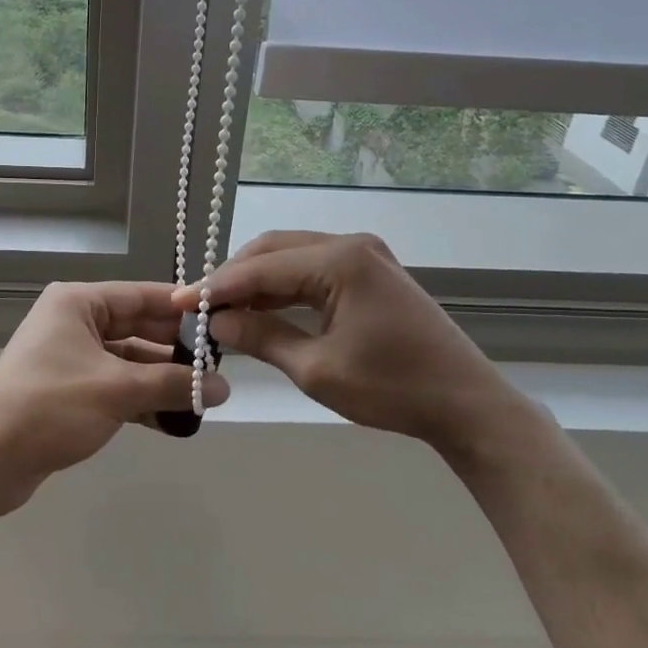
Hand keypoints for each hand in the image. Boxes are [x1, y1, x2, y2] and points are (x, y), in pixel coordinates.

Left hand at [0, 281, 229, 507]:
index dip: (182, 308)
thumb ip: (173, 385)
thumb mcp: (117, 390)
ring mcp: (70, 358)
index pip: (142, 295)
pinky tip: (174, 419)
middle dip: (175, 351)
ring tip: (204, 398)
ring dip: (161, 380)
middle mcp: (74, 322)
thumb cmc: (50, 406)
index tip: (221, 321)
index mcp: (78, 303)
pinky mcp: (69, 391)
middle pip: (137, 328)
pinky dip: (141, 400)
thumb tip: (224, 387)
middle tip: (218, 367)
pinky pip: (115, 387)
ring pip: (129, 361)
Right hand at [178, 231, 535, 452]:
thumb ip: (262, 338)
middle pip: (274, 250)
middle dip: (235, 277)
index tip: (181, 303)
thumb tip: (217, 322)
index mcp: (340, 260)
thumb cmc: (393, 389)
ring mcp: (365, 254)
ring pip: (292, 256)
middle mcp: (351, 244)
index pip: (261, 267)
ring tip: (224, 310)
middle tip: (202, 308)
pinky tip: (262, 309)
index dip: (217, 286)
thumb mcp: (317, 369)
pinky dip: (284, 287)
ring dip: (257, 281)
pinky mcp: (371, 271)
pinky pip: (313, 269)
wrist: (466, 403)